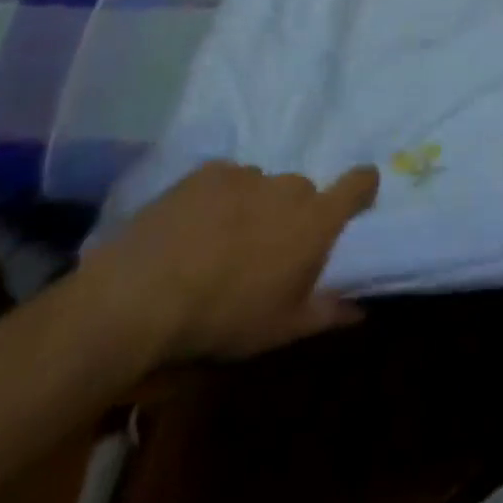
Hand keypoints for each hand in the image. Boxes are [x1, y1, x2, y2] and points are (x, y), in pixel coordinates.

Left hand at [78, 161, 379, 366]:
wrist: (140, 296)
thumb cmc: (223, 317)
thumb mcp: (279, 329)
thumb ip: (326, 312)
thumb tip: (361, 311)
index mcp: (316, 219)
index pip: (360, 183)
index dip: (362, 187)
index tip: (355, 203)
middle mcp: (290, 187)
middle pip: (304, 191)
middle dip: (291, 214)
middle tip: (265, 250)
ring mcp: (248, 175)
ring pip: (263, 187)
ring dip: (253, 207)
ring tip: (219, 243)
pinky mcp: (208, 172)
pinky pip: (226, 181)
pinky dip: (218, 200)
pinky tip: (192, 230)